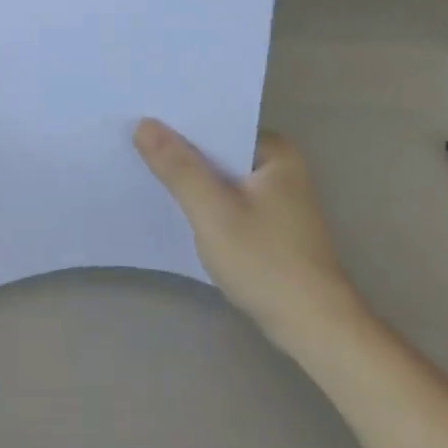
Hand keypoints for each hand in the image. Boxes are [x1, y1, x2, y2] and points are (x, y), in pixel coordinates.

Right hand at [134, 120, 364, 349]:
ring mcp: (277, 198)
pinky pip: (228, 199)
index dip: (178, 122)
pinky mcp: (270, 226)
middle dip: (181, 150)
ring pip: (221, 177)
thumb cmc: (266, 262)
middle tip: (133, 140)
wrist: (314, 329)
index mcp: (275, 151)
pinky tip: (175, 205)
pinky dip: (205, 201)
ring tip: (144, 166)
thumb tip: (143, 123)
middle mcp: (280, 167)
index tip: (140, 117)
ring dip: (191, 177)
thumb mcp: (213, 211)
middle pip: (218, 149)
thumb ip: (178, 167)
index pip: (218, 123)